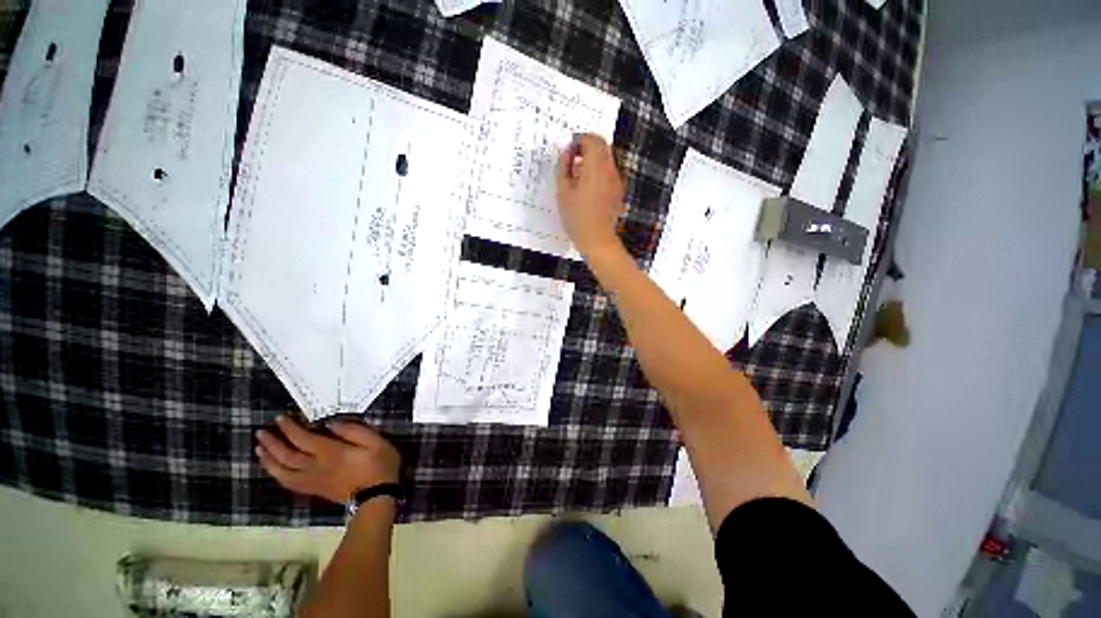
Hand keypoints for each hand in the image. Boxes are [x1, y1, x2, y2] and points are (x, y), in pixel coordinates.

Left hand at [255, 415, 400, 503]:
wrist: (377, 497)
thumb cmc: (379, 464)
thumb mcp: (376, 442)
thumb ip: (354, 430)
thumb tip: (331, 423)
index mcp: (331, 453)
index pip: (303, 439)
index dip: (289, 428)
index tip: (279, 418)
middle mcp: (316, 467)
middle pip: (287, 455)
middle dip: (272, 443)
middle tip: (261, 432)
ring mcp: (313, 480)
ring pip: (283, 471)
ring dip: (269, 460)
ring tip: (259, 449)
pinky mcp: (314, 490)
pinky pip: (289, 483)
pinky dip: (277, 475)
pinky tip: (273, 470)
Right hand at [556, 133, 625, 258]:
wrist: (597, 240)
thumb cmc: (576, 218)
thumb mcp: (563, 192)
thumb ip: (563, 167)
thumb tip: (567, 152)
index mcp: (595, 167)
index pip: (591, 139)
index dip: (578, 140)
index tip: (568, 151)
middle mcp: (609, 169)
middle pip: (602, 145)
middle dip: (586, 146)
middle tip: (572, 160)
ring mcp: (616, 180)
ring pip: (606, 158)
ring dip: (593, 159)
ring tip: (577, 175)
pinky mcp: (618, 190)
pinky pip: (609, 172)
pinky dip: (599, 171)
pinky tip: (587, 187)